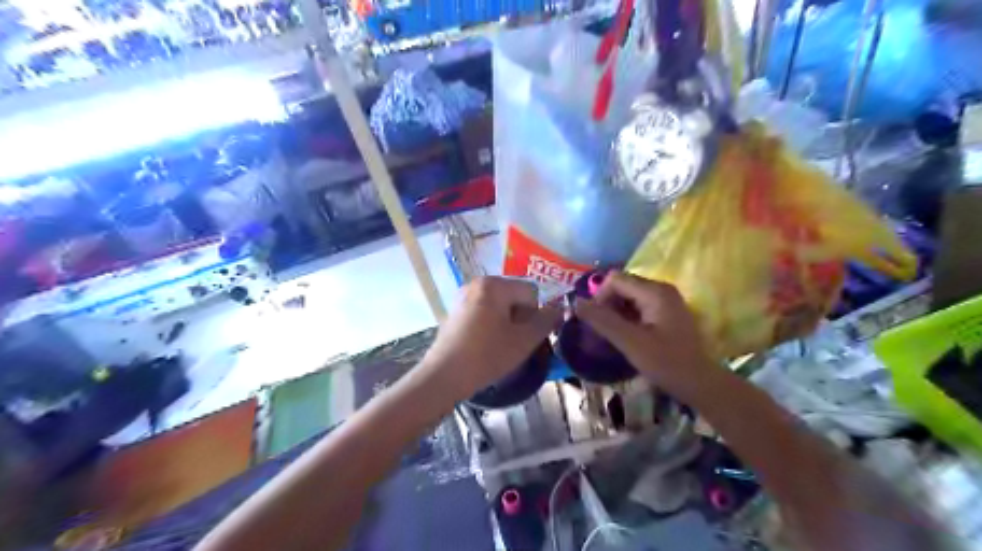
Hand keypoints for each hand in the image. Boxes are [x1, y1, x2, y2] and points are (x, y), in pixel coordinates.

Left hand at [419, 280, 559, 398]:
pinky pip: (484, 313)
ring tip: (502, 346)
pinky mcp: (456, 312)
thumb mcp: (524, 340)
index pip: (531, 292)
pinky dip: (491, 325)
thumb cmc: (487, 355)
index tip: (528, 337)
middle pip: (514, 297)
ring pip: (499, 306)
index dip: (536, 315)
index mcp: (494, 285)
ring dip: (507, 323)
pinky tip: (486, 345)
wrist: (444, 376)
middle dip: (521, 318)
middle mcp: (477, 284)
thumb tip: (559, 309)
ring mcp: (463, 297)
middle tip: (516, 343)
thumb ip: (546, 321)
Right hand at [578, 272, 718, 399]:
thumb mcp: (631, 342)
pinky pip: (637, 307)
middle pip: (622, 286)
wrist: (700, 384)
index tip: (596, 322)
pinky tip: (624, 337)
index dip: (599, 297)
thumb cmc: (667, 363)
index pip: (615, 280)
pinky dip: (626, 319)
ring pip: (628, 298)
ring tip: (610, 336)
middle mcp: (661, 289)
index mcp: (655, 291)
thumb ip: (603, 321)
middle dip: (606, 306)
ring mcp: (665, 301)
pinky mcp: (665, 313)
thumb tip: (576, 303)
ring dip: (614, 313)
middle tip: (601, 331)